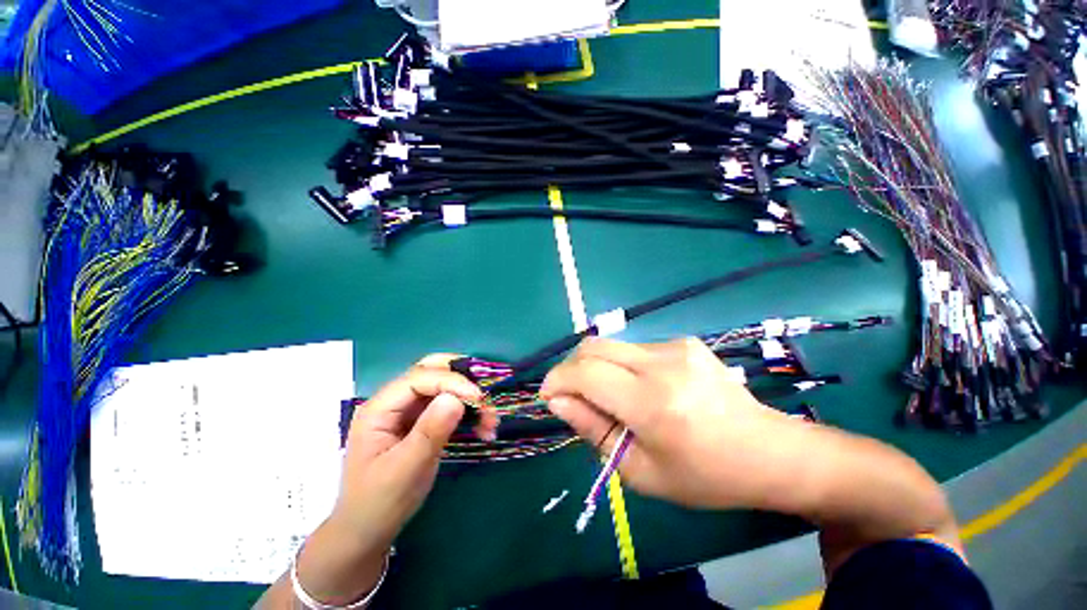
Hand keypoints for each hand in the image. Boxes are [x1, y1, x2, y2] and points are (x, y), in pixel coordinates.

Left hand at [293, 355, 496, 605]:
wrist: (367, 532)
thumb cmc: (379, 503)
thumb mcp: (405, 470)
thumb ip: (430, 432)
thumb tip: (456, 398)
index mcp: (379, 409)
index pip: (419, 378)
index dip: (452, 382)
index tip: (479, 399)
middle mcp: (393, 402)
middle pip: (431, 371)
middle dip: (462, 379)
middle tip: (484, 397)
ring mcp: (407, 410)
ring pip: (443, 385)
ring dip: (469, 396)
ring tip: (489, 420)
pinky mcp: (420, 421)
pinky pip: (448, 404)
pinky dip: (468, 410)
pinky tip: (482, 427)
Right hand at [539, 337, 792, 509]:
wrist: (768, 451)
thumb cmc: (704, 475)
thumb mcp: (640, 471)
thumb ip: (593, 429)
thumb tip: (557, 400)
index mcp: (653, 404)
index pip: (586, 373)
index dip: (558, 379)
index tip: (548, 396)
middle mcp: (663, 364)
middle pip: (594, 347)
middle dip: (570, 367)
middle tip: (570, 393)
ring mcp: (676, 346)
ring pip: (612, 346)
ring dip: (597, 368)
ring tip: (613, 397)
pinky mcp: (684, 341)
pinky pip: (635, 349)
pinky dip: (622, 366)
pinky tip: (642, 388)